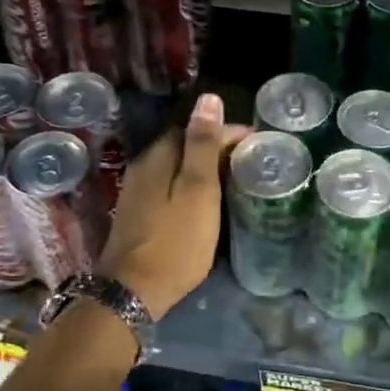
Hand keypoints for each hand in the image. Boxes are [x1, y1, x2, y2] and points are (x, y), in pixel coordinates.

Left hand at [97, 92, 249, 318]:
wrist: (133, 291)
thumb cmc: (175, 241)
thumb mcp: (197, 190)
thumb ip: (202, 145)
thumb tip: (209, 99)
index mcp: (158, 156)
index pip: (195, 128)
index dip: (227, 132)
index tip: (256, 143)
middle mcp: (143, 166)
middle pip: (183, 145)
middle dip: (215, 147)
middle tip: (249, 161)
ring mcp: (137, 191)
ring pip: (175, 166)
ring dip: (203, 167)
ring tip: (233, 178)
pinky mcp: (137, 213)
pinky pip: (169, 185)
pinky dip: (190, 185)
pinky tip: (205, 199)